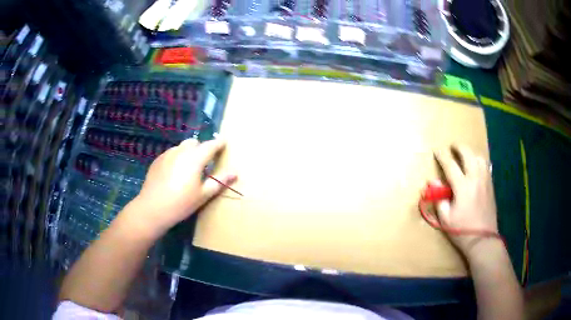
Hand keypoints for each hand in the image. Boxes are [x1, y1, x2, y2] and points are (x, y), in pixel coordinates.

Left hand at [132, 138, 236, 234]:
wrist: (153, 208)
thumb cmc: (181, 203)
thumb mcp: (203, 194)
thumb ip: (219, 181)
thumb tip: (235, 172)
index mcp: (195, 158)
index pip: (211, 145)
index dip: (219, 143)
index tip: (225, 143)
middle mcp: (181, 151)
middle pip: (195, 143)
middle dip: (201, 149)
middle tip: (204, 163)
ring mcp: (167, 154)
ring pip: (181, 147)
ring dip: (188, 153)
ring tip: (188, 169)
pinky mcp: (157, 160)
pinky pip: (171, 153)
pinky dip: (176, 158)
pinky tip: (174, 174)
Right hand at [434, 145, 497, 257]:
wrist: (482, 239)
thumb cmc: (462, 230)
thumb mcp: (445, 218)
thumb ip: (439, 199)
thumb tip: (433, 183)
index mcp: (462, 187)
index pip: (450, 165)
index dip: (442, 156)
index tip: (437, 151)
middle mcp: (475, 179)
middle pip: (468, 154)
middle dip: (459, 147)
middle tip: (453, 147)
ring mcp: (485, 181)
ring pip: (479, 158)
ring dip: (471, 153)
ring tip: (466, 156)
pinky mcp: (490, 186)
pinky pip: (486, 167)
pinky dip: (480, 161)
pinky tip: (477, 166)